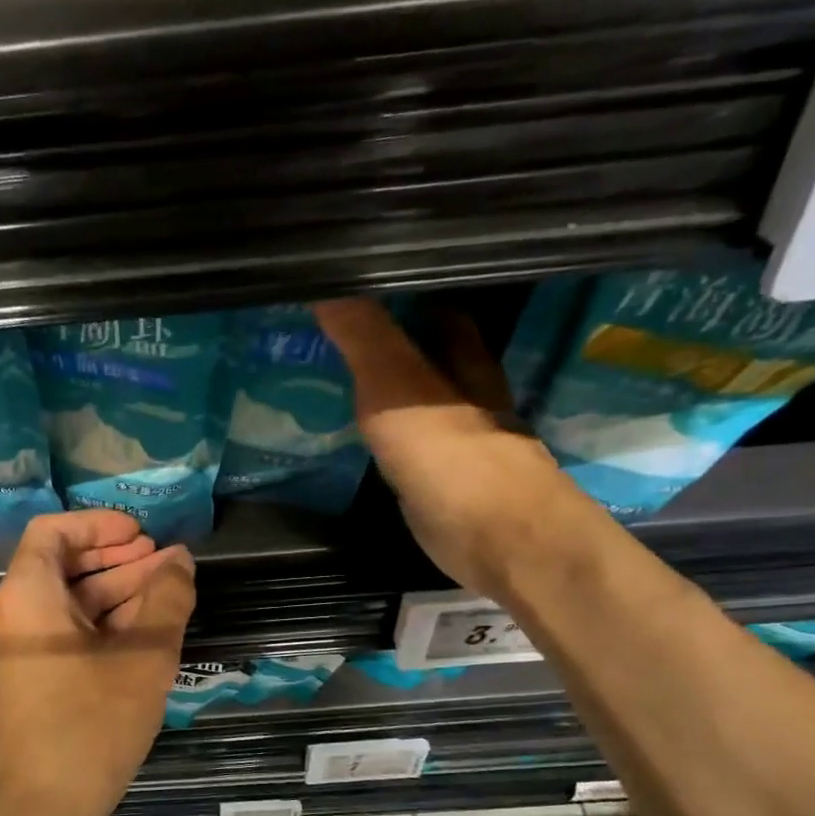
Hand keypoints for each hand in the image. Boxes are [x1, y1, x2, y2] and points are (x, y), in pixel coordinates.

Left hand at [0, 510, 196, 815]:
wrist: (35, 814)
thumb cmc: (89, 728)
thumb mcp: (143, 659)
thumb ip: (166, 600)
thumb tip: (179, 562)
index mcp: (25, 597)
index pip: (53, 532)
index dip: (100, 526)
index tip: (143, 536)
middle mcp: (7, 618)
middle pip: (60, 568)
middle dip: (116, 561)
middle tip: (166, 566)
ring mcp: (9, 655)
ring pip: (62, 606)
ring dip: (111, 596)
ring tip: (164, 598)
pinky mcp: (19, 687)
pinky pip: (57, 638)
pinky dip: (95, 629)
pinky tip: (138, 639)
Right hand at [312, 298, 577, 598]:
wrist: (492, 536)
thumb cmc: (449, 453)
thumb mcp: (396, 385)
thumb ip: (363, 335)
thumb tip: (321, 279)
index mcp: (462, 358)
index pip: (433, 306)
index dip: (398, 291)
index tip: (352, 284)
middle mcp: (462, 392)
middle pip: (421, 353)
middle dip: (383, 342)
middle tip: (325, 335)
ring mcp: (450, 439)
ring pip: (408, 400)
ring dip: (374, 390)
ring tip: (321, 379)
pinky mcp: (435, 480)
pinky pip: (397, 445)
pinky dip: (373, 435)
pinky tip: (344, 437)